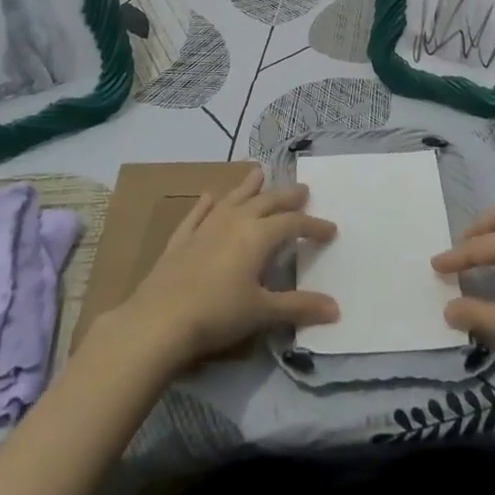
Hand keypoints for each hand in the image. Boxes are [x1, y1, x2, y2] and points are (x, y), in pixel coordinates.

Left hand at [111, 168, 338, 371]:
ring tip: (259, 172)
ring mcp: (205, 227)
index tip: (331, 230)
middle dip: (287, 197)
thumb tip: (336, 309)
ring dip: (248, 187)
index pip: (293, 224)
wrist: (159, 321)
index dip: (314, 226)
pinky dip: (206, 205)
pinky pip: (197, 214)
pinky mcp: (181, 239)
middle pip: (266, 202)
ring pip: (233, 199)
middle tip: (303, 189)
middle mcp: (234, 222)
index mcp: (258, 235)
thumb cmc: (218, 314)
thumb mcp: (263, 312)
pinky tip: (209, 197)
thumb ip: (299, 306)